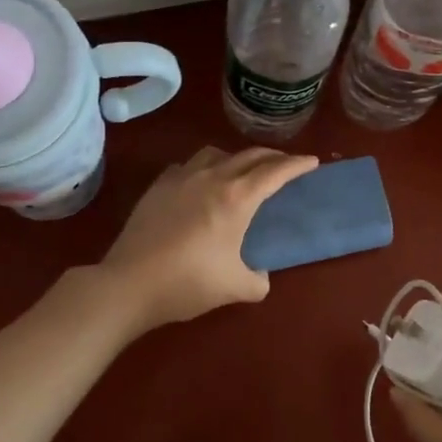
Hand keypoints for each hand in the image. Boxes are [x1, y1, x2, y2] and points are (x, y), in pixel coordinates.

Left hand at [98, 147, 316, 332]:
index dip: (297, 165)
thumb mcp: (235, 288)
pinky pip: (188, 165)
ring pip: (216, 153)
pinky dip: (204, 168)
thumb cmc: (188, 283)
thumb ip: (258, 280)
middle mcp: (212, 178)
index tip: (312, 161)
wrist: (129, 283)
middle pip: (249, 155)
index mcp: (237, 197)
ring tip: (241, 171)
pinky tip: (200, 183)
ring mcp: (181, 178)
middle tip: (285, 164)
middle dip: (272, 157)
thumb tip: (260, 276)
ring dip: (236, 157)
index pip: (275, 171)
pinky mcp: (158, 187)